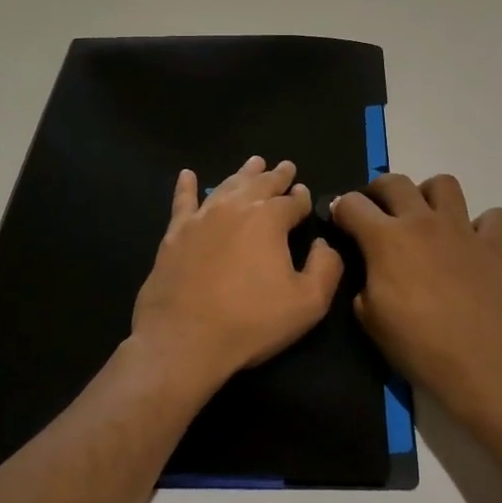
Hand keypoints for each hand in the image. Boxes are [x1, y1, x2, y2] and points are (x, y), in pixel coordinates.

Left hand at [131, 157, 343, 395]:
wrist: (183, 339)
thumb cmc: (251, 322)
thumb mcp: (308, 302)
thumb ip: (326, 267)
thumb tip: (324, 244)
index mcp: (270, 220)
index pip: (292, 201)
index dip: (302, 197)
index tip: (304, 192)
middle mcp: (236, 208)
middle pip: (261, 184)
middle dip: (276, 176)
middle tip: (285, 167)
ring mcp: (202, 218)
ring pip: (227, 185)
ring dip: (243, 174)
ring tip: (254, 163)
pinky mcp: (175, 234)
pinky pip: (183, 202)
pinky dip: (187, 186)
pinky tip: (187, 175)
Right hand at [331, 174, 501, 415]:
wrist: (479, 364)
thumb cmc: (417, 344)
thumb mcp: (369, 317)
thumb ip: (362, 281)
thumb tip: (368, 268)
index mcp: (386, 239)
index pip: (352, 204)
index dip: (340, 209)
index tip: (339, 219)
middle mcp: (423, 222)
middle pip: (395, 182)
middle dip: (378, 190)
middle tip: (378, 211)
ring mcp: (462, 229)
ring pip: (445, 184)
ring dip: (430, 195)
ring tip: (427, 217)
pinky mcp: (495, 245)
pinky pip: (493, 217)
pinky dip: (482, 224)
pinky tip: (473, 243)